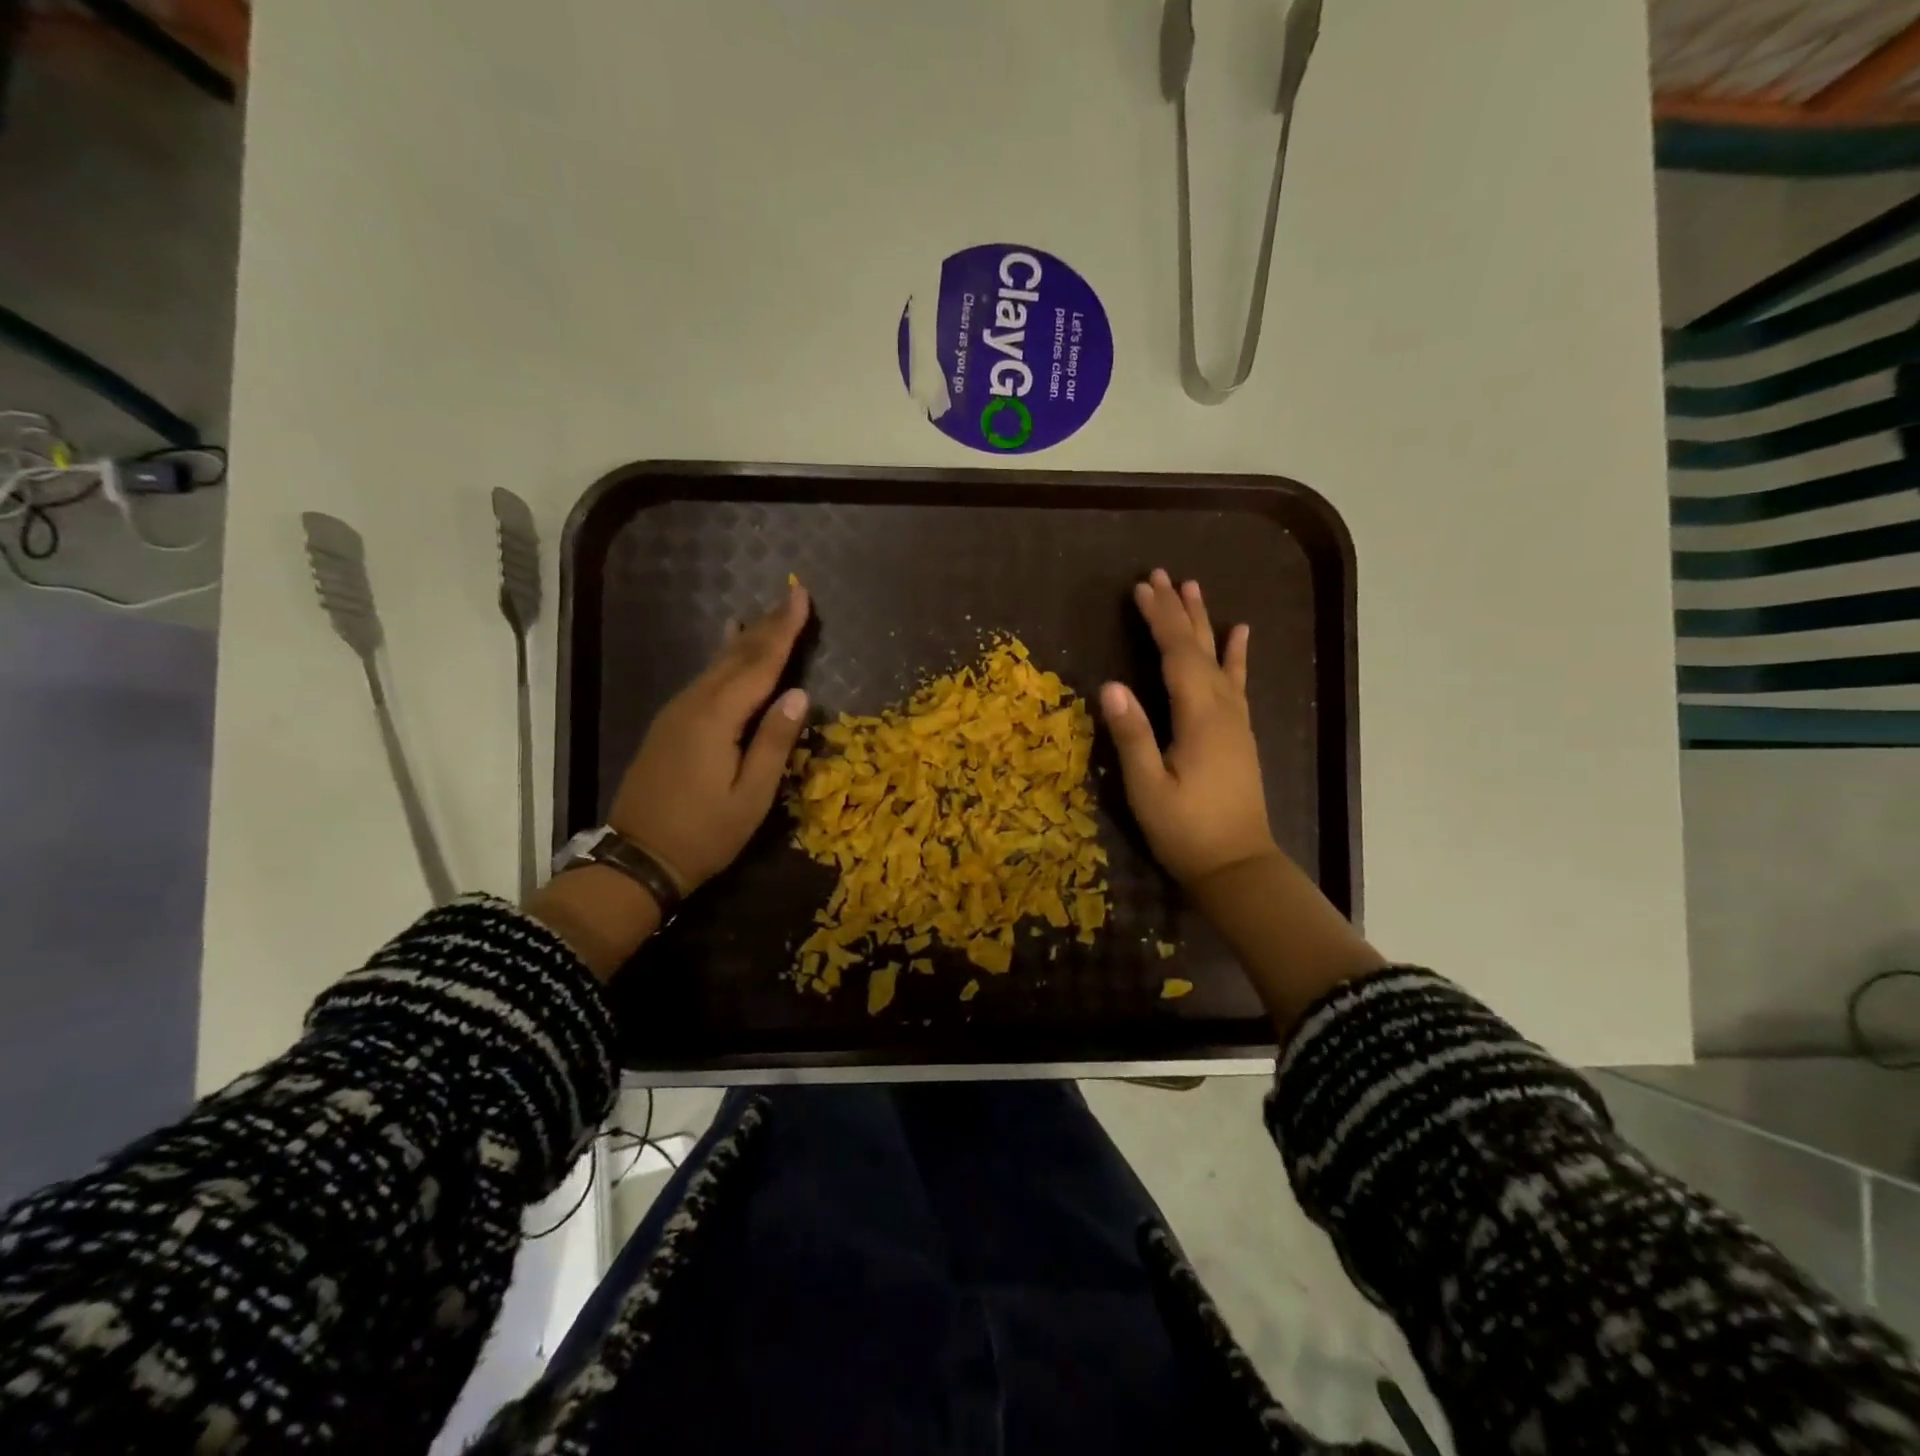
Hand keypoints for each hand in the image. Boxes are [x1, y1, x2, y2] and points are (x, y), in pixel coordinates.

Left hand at [607, 581, 811, 892]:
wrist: (637, 858)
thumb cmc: (704, 834)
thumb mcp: (752, 796)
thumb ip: (775, 742)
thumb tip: (799, 694)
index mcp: (717, 718)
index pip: (760, 663)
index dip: (784, 629)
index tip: (802, 595)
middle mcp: (694, 704)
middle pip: (737, 655)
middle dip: (768, 625)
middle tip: (792, 596)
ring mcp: (676, 712)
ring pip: (717, 664)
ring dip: (747, 639)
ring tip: (768, 615)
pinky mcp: (669, 724)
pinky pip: (704, 679)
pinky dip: (726, 659)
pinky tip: (728, 649)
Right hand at [1099, 569, 1280, 886]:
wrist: (1237, 865)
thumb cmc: (1186, 830)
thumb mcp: (1147, 788)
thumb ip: (1132, 735)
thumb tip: (1110, 685)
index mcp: (1199, 717)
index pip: (1177, 655)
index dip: (1159, 619)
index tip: (1141, 588)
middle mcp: (1223, 709)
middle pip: (1200, 648)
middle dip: (1179, 610)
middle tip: (1163, 575)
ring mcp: (1236, 720)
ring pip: (1220, 658)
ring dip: (1205, 622)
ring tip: (1195, 588)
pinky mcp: (1239, 733)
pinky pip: (1238, 682)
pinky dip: (1237, 655)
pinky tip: (1240, 634)